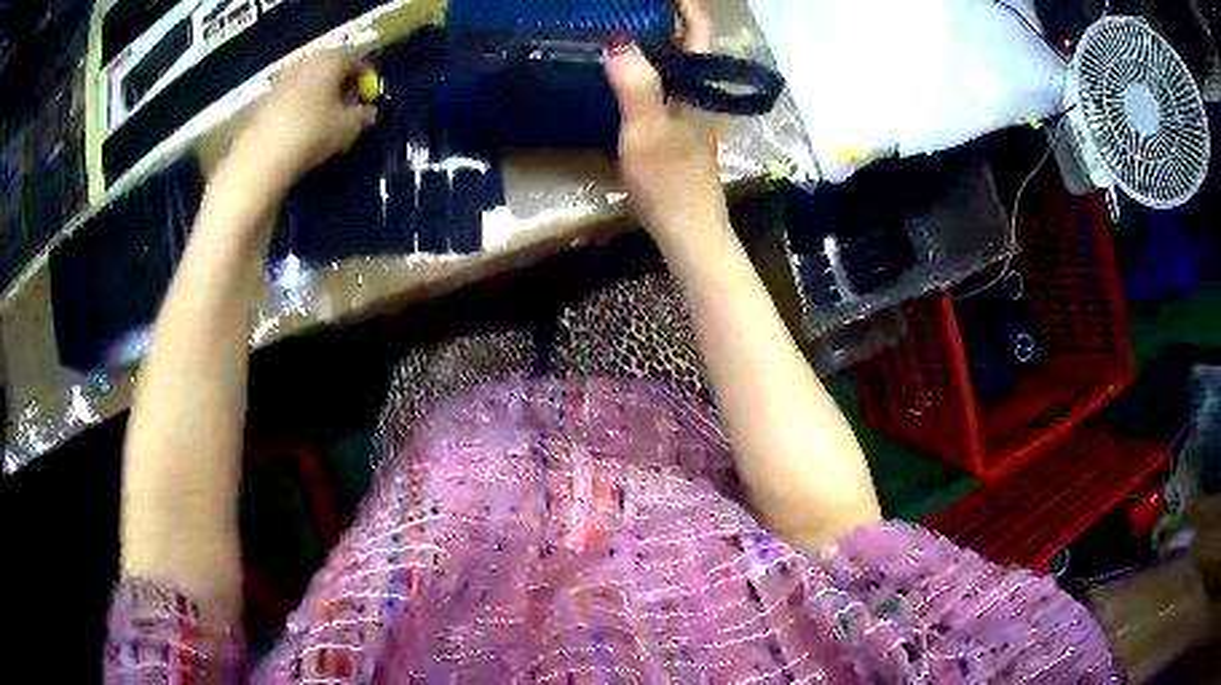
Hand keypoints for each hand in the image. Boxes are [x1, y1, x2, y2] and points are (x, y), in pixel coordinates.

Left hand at [234, 49, 377, 190]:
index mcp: (332, 59)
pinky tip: (300, 130)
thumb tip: (369, 112)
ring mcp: (283, 78)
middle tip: (346, 111)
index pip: (358, 59)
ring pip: (310, 82)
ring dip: (319, 97)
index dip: (365, 79)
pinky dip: (299, 108)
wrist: (260, 157)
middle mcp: (308, 60)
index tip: (366, 101)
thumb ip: (363, 116)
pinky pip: (291, 97)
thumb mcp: (348, 128)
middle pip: (331, 67)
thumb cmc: (312, 132)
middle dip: (341, 86)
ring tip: (323, 123)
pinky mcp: (265, 99)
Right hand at [605, 0, 726, 245]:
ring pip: (672, 64)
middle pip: (685, 43)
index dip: (687, 6)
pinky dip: (644, 68)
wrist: (686, 228)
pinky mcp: (675, 126)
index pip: (699, 32)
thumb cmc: (670, 180)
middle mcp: (697, 91)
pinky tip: (619, 70)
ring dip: (652, 42)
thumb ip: (636, 85)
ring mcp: (687, 110)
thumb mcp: (647, 130)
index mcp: (697, 85)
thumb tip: (617, 41)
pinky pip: (661, 84)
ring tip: (617, 28)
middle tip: (626, 7)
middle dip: (662, 18)